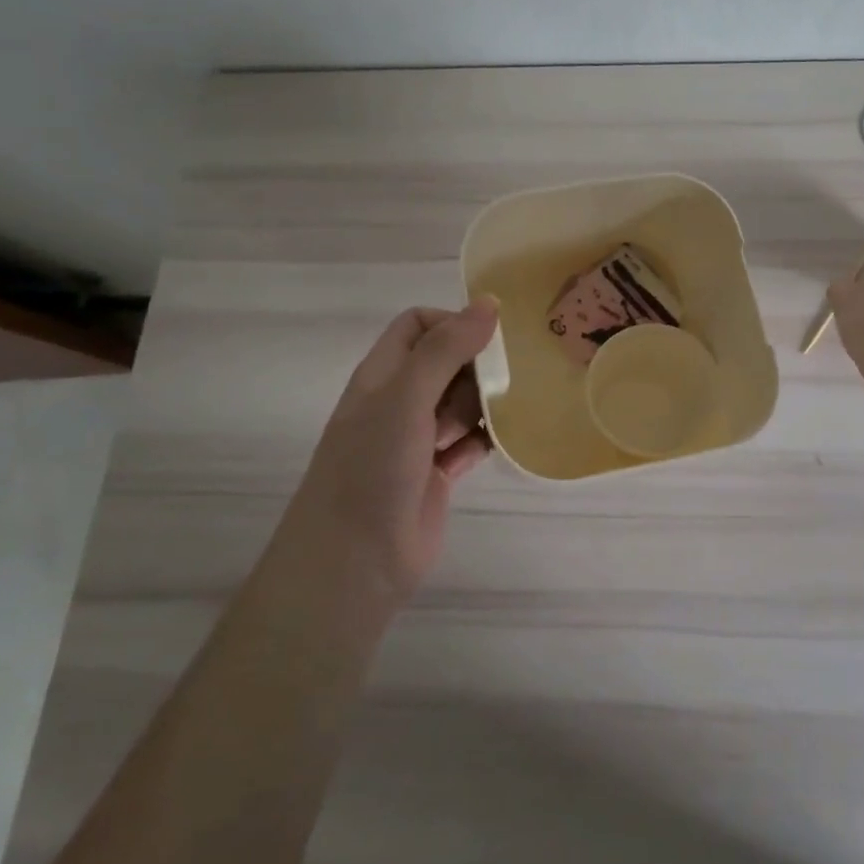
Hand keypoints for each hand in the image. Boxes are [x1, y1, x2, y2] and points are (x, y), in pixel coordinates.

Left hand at [296, 299, 498, 601]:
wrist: (355, 560)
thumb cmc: (372, 467)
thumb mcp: (406, 397)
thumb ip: (446, 349)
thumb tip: (489, 302)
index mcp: (383, 374)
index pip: (418, 325)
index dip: (453, 323)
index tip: (488, 341)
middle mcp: (400, 401)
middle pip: (447, 362)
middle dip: (477, 366)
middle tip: (504, 382)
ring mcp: (418, 439)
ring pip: (462, 402)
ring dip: (486, 403)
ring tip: (509, 411)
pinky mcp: (438, 472)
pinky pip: (471, 441)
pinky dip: (487, 438)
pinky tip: (506, 441)